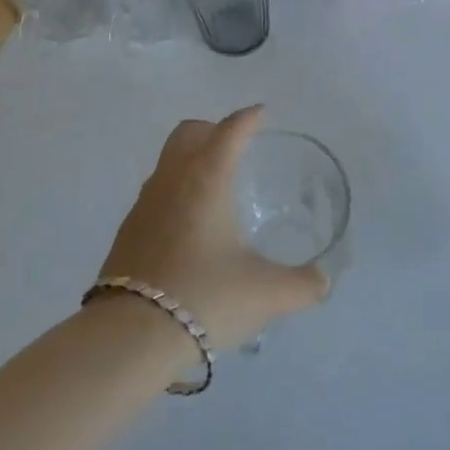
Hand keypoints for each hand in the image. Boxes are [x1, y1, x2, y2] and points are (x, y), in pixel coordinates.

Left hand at [97, 106, 327, 351]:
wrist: (131, 335)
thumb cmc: (206, 297)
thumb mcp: (266, 294)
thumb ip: (302, 285)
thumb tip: (322, 282)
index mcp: (206, 179)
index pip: (229, 131)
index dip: (247, 119)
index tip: (260, 114)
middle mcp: (172, 180)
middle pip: (188, 133)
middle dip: (212, 131)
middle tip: (235, 148)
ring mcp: (143, 204)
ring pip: (167, 163)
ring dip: (190, 162)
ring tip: (214, 190)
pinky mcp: (127, 232)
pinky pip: (154, 195)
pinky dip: (174, 194)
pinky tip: (188, 229)